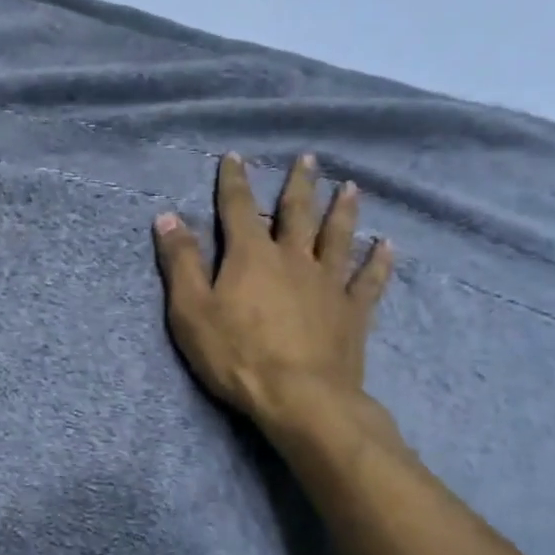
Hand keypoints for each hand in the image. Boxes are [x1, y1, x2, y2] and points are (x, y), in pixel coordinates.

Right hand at [152, 152, 390, 432]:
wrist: (299, 397)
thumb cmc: (237, 355)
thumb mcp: (191, 311)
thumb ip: (181, 263)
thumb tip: (166, 217)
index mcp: (252, 256)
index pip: (239, 208)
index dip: (234, 181)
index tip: (235, 157)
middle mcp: (294, 258)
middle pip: (297, 213)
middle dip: (298, 184)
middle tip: (308, 159)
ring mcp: (328, 284)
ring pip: (337, 237)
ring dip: (343, 211)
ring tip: (350, 187)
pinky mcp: (353, 312)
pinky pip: (369, 280)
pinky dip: (378, 262)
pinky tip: (387, 246)